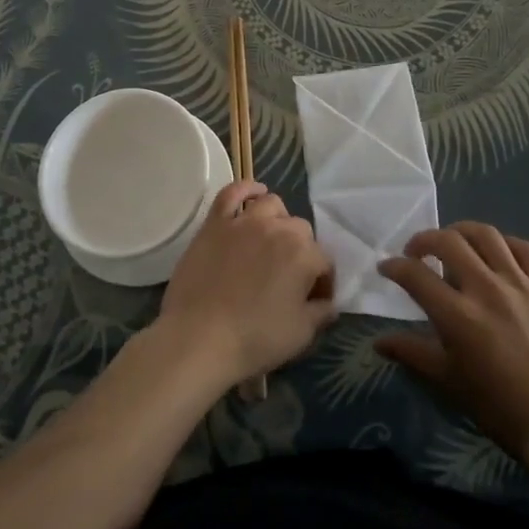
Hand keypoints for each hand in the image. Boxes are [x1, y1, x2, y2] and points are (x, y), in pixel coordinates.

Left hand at [158, 181, 336, 390]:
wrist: (199, 337)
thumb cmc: (254, 339)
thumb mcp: (300, 334)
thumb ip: (321, 314)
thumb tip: (329, 303)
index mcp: (304, 254)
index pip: (324, 262)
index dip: (322, 283)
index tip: (314, 302)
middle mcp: (278, 229)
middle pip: (300, 230)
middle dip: (302, 251)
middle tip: (290, 277)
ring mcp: (244, 222)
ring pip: (272, 205)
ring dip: (278, 220)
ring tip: (272, 239)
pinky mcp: (215, 222)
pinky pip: (232, 193)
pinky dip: (246, 189)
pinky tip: (253, 193)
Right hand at [377, 223, 528, 479]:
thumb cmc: (500, 408)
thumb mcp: (448, 382)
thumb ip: (412, 353)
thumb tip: (379, 342)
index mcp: (458, 315)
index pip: (415, 275)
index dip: (394, 266)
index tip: (386, 267)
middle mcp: (486, 289)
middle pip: (448, 242)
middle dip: (424, 240)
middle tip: (417, 252)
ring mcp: (521, 284)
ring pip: (486, 235)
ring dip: (462, 232)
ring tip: (454, 243)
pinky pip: (526, 249)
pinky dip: (505, 243)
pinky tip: (498, 253)